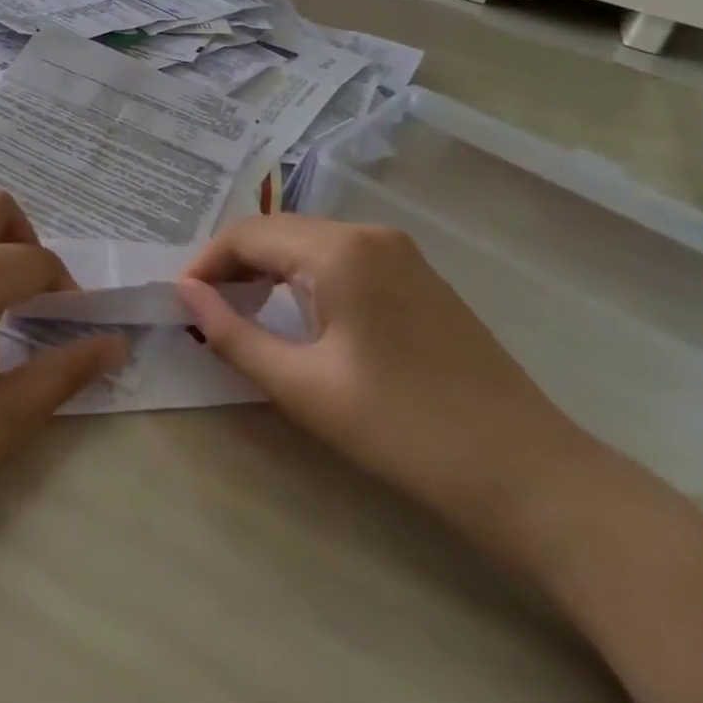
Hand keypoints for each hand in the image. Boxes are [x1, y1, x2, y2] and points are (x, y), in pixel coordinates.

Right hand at [178, 215, 584, 528]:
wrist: (524, 470)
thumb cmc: (401, 429)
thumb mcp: (302, 386)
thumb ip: (233, 333)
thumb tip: (184, 294)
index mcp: (339, 250)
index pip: (248, 236)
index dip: (205, 264)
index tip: (179, 302)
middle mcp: (369, 234)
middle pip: (278, 232)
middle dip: (233, 264)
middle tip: (203, 309)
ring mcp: (399, 252)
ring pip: (309, 243)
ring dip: (268, 270)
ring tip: (239, 311)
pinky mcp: (417, 275)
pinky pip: (341, 258)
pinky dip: (304, 277)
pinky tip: (295, 312)